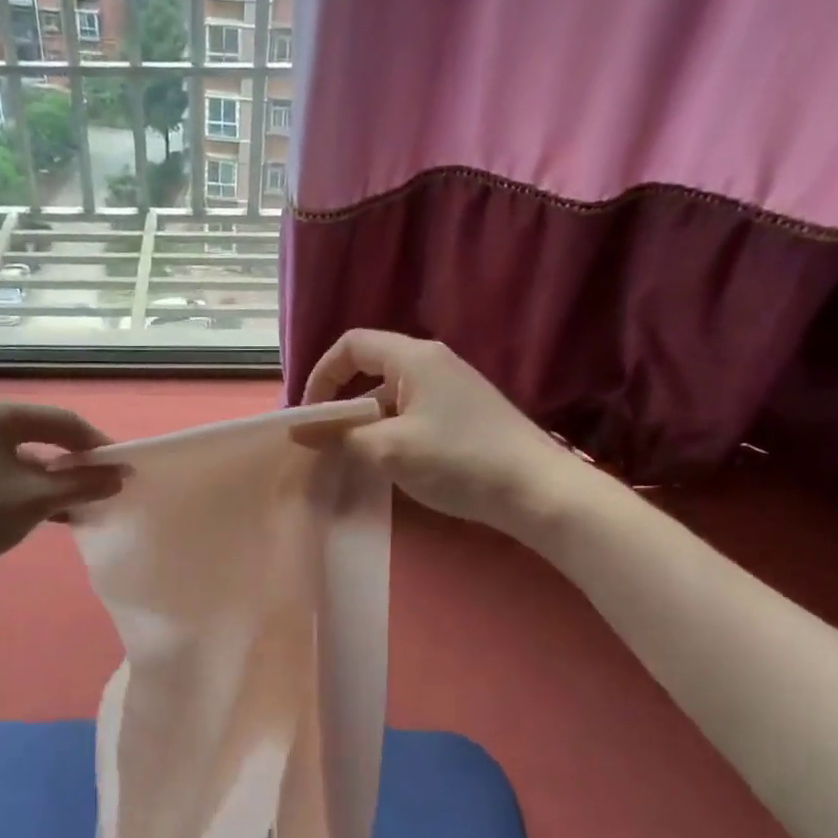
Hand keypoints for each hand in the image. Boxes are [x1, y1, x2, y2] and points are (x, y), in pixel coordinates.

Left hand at [0, 403, 124, 595]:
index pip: (61, 420)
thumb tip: (122, 476)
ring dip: (57, 479)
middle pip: (43, 435)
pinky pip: (7, 472)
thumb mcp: (35, 499)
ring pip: (26, 457)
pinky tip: (54, 511)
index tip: (123, 469)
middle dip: (77, 462)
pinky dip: (32, 488)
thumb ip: (83, 484)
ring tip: (83, 502)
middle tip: (104, 485)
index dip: (97, 444)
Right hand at [297, 330, 601, 537]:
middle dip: (342, 405)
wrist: (538, 490)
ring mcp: (452, 389)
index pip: (351, 346)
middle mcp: (433, 363)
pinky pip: (413, 413)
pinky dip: (391, 433)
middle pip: (370, 370)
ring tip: (356, 461)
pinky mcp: (465, 414)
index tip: (310, 416)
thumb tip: (299, 432)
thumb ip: (340, 438)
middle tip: (327, 443)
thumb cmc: (458, 460)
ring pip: (391, 397)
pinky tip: (392, 466)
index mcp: (414, 358)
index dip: (321, 375)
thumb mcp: (389, 450)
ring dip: (366, 424)